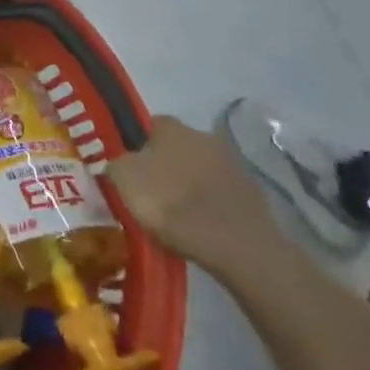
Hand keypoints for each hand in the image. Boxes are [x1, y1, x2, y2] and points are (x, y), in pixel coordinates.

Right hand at [108, 114, 283, 275]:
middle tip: (152, 191)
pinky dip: (211, 203)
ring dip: (190, 183)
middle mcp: (203, 135)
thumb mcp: (124, 179)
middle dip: (166, 164)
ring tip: (177, 213)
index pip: (148, 125)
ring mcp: (233, 164)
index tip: (130, 169)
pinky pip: (221, 192)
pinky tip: (201, 224)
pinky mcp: (252, 193)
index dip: (136, 145)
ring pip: (200, 169)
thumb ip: (117, 164)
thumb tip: (121, 164)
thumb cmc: (171, 203)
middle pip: (177, 147)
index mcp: (172, 127)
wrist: (235, 244)